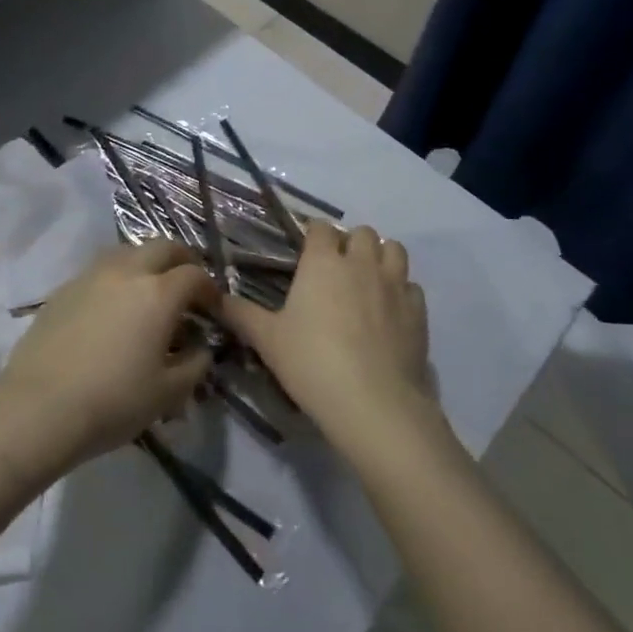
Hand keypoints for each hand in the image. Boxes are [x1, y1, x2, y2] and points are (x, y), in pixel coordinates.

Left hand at [0, 241, 218, 471]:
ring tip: (148, 290)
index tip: (212, 308)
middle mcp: (127, 272)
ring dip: (146, 263)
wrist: (38, 407)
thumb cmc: (113, 402)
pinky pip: (100, 270)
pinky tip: (112, 307)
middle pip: (162, 247)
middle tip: (186, 285)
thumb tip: (200, 347)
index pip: (194, 275)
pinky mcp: (64, 288)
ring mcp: (91, 276)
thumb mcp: (168, 394)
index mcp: (158, 293)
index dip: (210, 289)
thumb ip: (195, 365)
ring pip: (128, 252)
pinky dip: (116, 278)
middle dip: (181, 261)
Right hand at [220, 222, 434, 454]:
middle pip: (362, 232)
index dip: (313, 236)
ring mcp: (395, 284)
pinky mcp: (418, 311)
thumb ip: (240, 314)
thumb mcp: (267, 340)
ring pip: (394, 250)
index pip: (320, 228)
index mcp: (323, 262)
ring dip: (381, 258)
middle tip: (337, 271)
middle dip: (350, 244)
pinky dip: (401, 291)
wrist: (374, 403)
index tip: (306, 253)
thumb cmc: (312, 363)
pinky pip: (412, 286)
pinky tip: (390, 313)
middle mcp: (361, 263)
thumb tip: (214, 297)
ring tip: (368, 282)